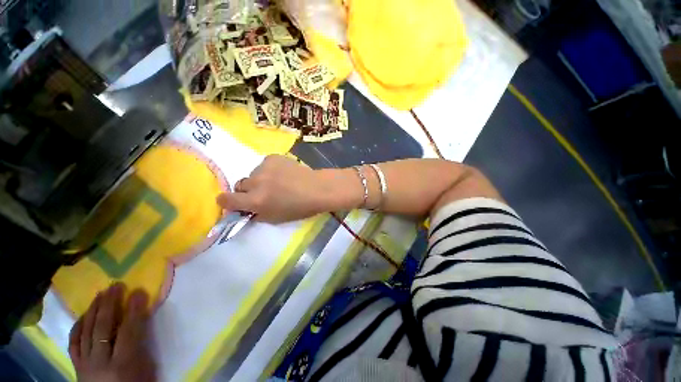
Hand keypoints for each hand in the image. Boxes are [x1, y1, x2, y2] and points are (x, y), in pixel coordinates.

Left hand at [69, 284, 155, 381]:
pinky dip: (78, 326)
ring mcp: (84, 363)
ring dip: (94, 310)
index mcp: (122, 364)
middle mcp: (100, 362)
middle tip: (116, 286)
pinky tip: (83, 315)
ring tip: (101, 294)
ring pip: (86, 332)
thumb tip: (142, 318)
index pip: (129, 331)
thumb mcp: (146, 369)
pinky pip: (74, 342)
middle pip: (103, 328)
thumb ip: (142, 344)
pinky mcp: (76, 365)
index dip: (134, 310)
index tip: (139, 291)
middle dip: (110, 304)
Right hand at [217, 155, 330, 222]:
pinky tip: (284, 173)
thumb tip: (245, 207)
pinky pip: (264, 165)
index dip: (227, 202)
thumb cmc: (300, 208)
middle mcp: (256, 182)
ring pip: (253, 174)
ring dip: (260, 179)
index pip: (226, 200)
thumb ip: (256, 213)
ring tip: (278, 182)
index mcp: (256, 201)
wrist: (317, 189)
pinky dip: (270, 170)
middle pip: (239, 185)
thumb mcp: (275, 218)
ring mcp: (264, 167)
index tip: (233, 202)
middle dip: (247, 191)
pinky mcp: (273, 157)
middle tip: (263, 193)